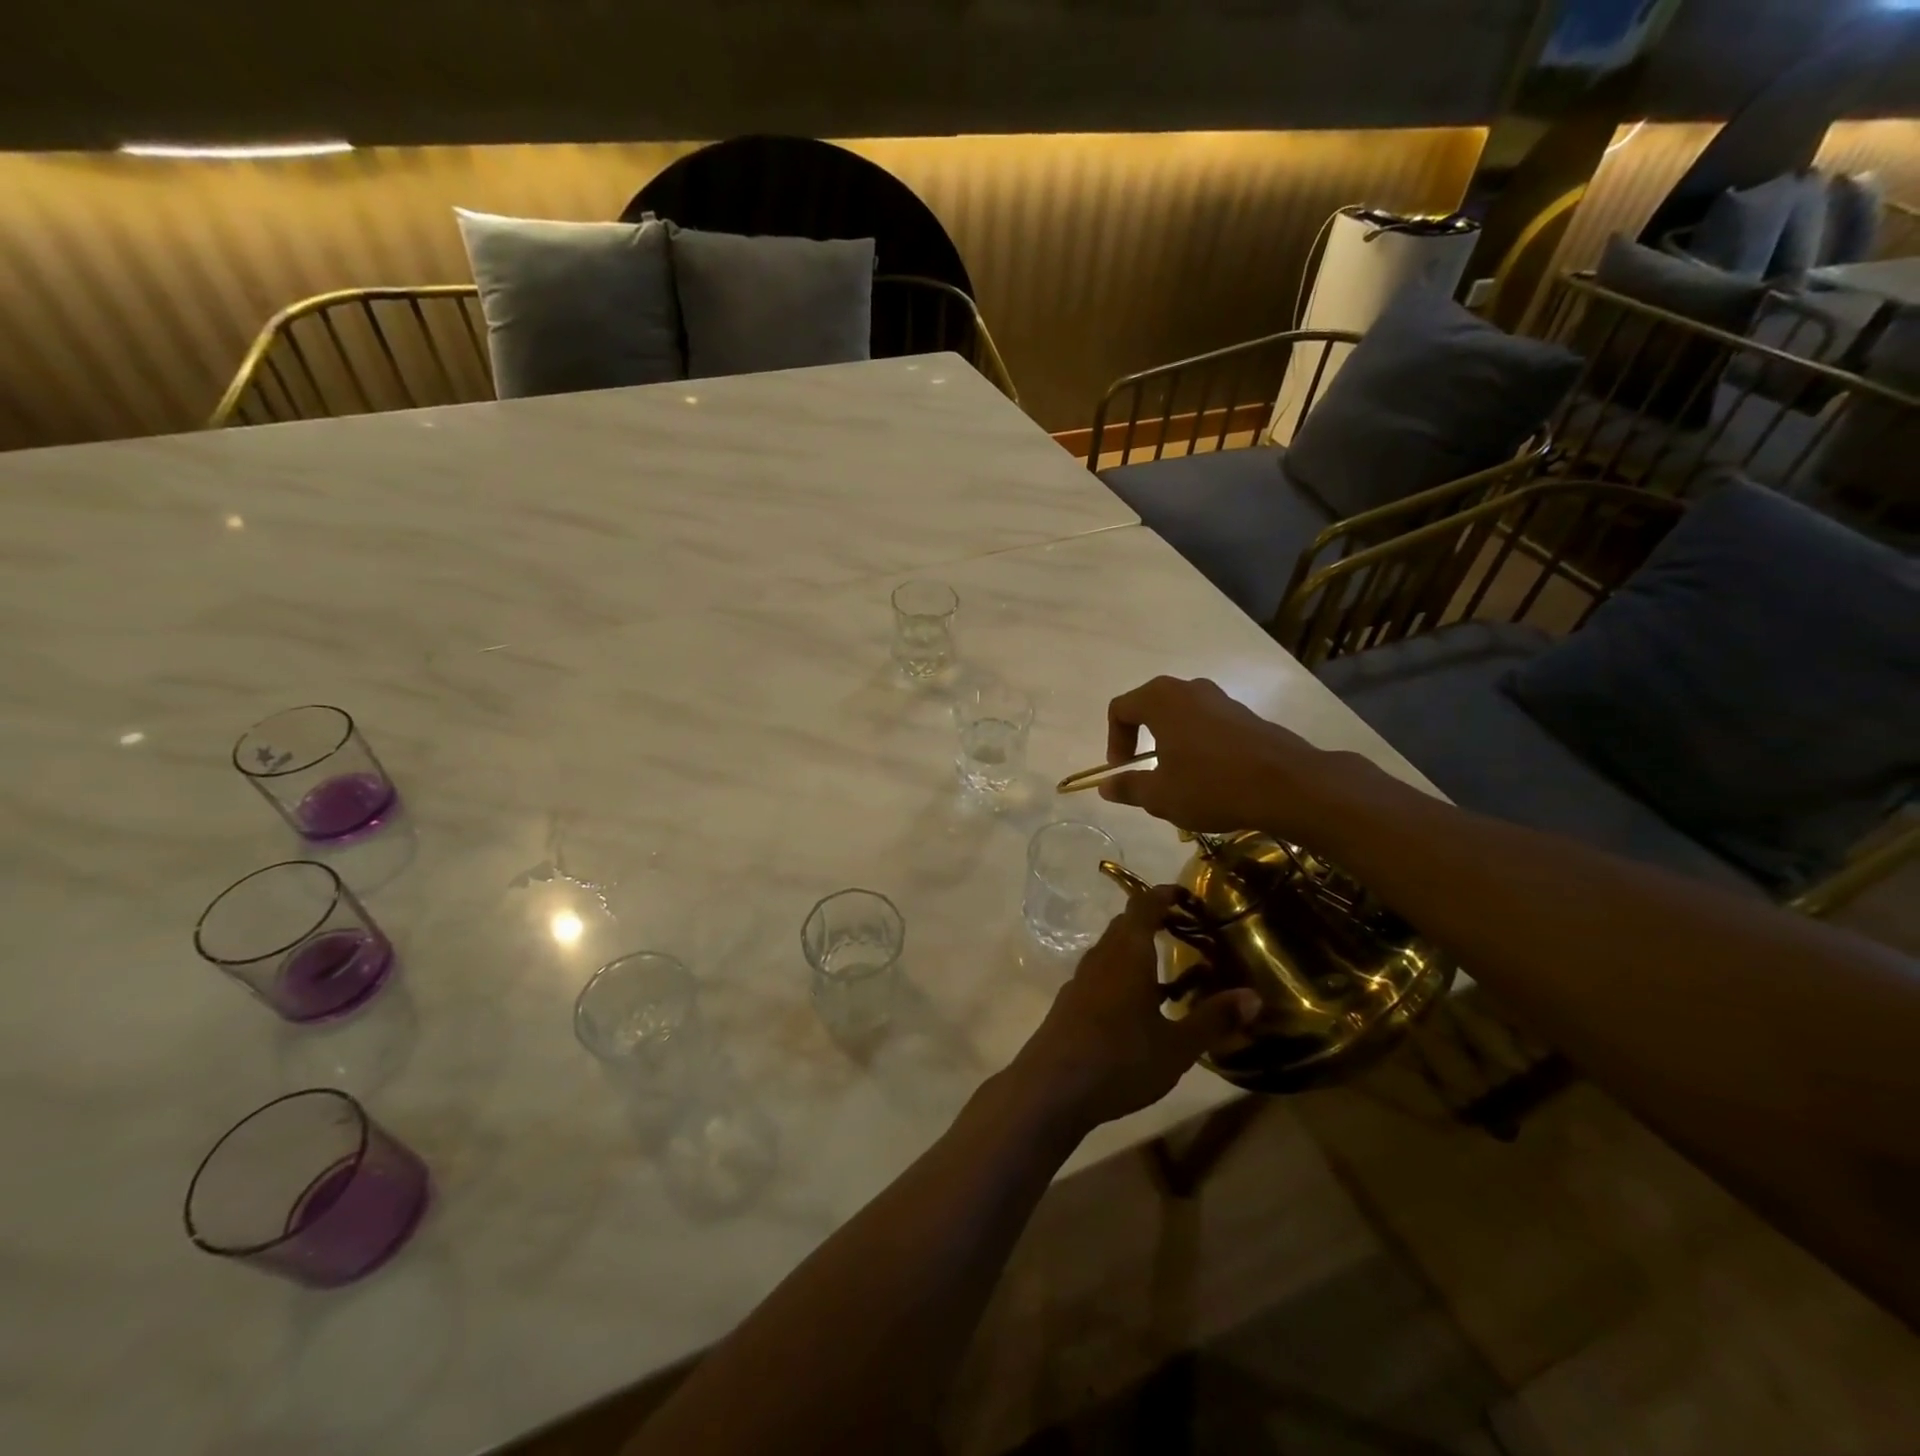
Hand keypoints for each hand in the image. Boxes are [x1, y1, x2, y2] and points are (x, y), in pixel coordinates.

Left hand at [1009, 886, 1260, 1134]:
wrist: (1052, 1087)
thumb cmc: (1120, 1059)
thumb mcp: (1177, 1045)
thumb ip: (1214, 1019)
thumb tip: (1254, 996)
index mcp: (1128, 953)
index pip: (1144, 906)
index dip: (1164, 895)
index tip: (1187, 895)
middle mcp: (1101, 957)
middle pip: (1126, 926)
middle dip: (1154, 921)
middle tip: (1186, 932)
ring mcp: (1081, 980)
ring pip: (1112, 951)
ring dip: (1138, 951)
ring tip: (1169, 973)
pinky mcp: (1070, 1003)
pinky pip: (1101, 974)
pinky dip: (1123, 975)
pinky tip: (1138, 1007)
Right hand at [1099, 675, 1335, 833]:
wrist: (1288, 786)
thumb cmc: (1211, 786)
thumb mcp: (1160, 796)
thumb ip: (1128, 787)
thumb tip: (1106, 786)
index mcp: (1161, 700)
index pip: (1120, 709)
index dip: (1113, 740)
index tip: (1122, 770)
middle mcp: (1189, 690)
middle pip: (1151, 707)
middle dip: (1141, 739)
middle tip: (1145, 771)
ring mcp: (1222, 699)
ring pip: (1182, 716)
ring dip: (1171, 742)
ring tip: (1178, 778)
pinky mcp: (1246, 715)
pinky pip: (1208, 724)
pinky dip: (1198, 745)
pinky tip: (1210, 777)